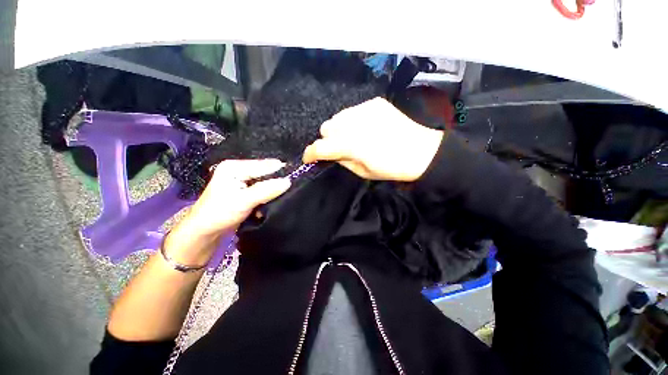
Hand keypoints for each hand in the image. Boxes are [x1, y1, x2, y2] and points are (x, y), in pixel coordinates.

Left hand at [164, 159, 290, 264]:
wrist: (205, 231)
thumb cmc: (220, 213)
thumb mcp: (244, 201)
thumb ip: (266, 190)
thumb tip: (288, 181)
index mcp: (235, 167)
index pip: (264, 166)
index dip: (280, 172)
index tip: (296, 179)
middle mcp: (238, 169)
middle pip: (265, 172)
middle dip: (277, 181)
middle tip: (291, 189)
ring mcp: (241, 180)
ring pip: (265, 181)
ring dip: (273, 189)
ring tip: (284, 195)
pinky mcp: (244, 190)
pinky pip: (262, 188)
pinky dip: (268, 193)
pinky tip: (274, 198)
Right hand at [303, 97, 443, 181]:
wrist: (421, 151)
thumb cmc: (391, 168)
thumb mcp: (362, 172)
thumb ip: (342, 160)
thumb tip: (331, 153)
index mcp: (351, 145)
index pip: (320, 147)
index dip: (310, 154)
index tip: (309, 158)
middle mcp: (354, 123)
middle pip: (326, 127)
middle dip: (328, 140)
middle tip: (339, 148)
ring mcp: (365, 109)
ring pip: (338, 117)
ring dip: (340, 128)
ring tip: (353, 136)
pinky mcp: (374, 103)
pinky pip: (353, 111)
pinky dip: (353, 120)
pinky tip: (366, 127)